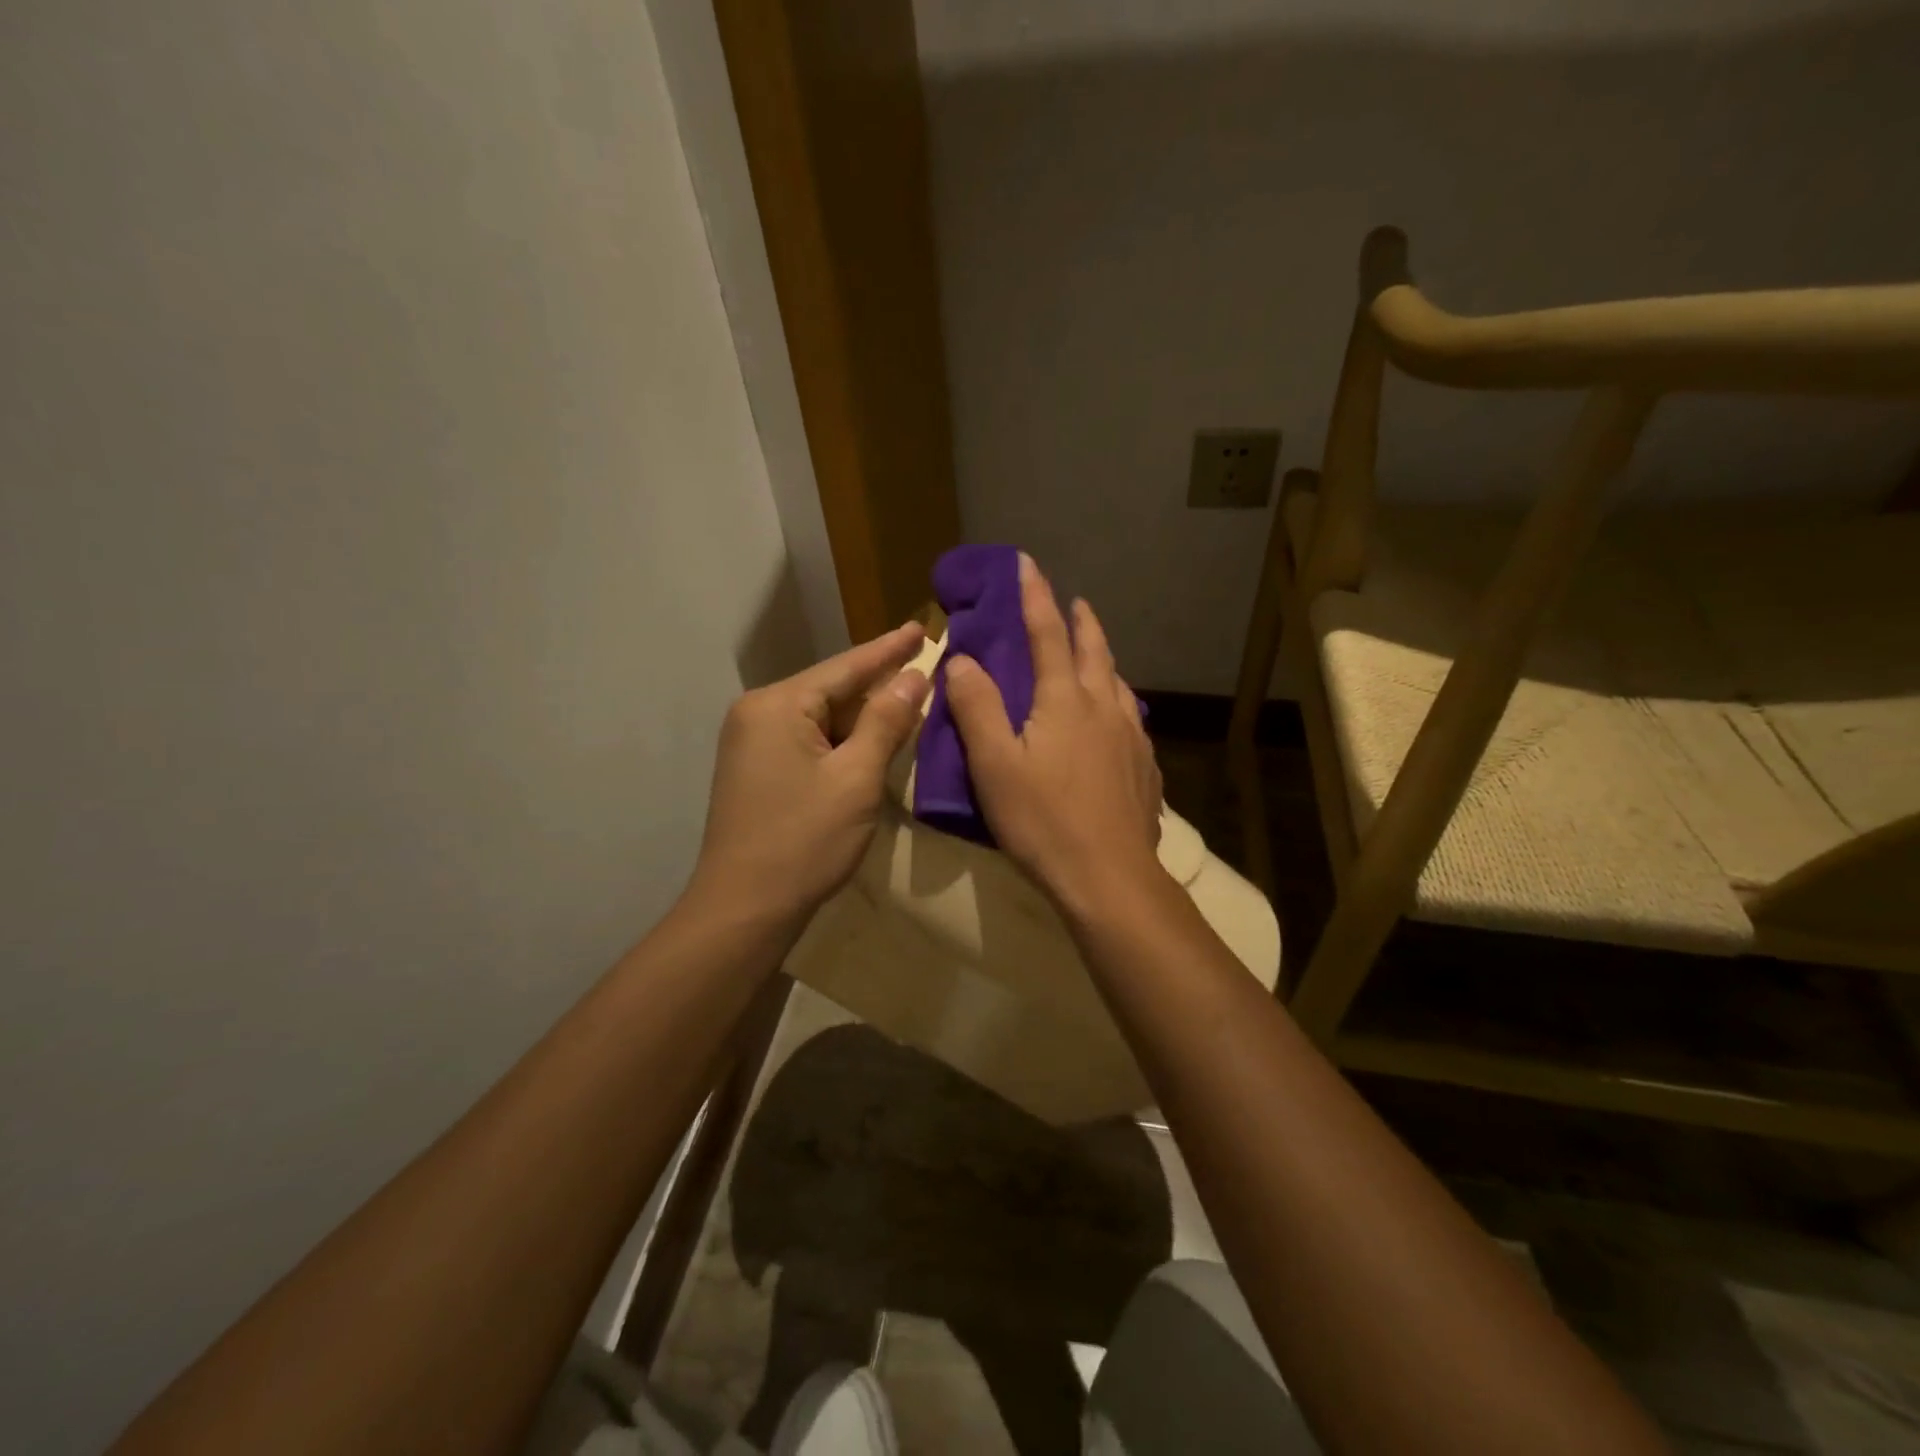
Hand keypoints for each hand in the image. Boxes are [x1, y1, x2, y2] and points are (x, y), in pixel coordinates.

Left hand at [691, 622, 930, 927]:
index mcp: (778, 705)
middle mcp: (758, 713)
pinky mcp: (757, 769)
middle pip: (832, 690)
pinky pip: (809, 740)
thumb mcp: (856, 778)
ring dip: (864, 716)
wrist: (744, 908)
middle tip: (924, 667)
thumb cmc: (804, 841)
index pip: (846, 667)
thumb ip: (886, 722)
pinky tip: (874, 740)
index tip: (923, 627)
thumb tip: (914, 676)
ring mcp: (753, 742)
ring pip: (822, 717)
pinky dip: (843, 741)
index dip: (889, 649)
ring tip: (910, 702)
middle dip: (879, 685)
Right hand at [944, 557, 1165, 915]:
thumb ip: (977, 707)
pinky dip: (1117, 700)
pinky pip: (1131, 718)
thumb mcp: (994, 765)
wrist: (1110, 878)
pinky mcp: (1145, 768)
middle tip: (1075, 601)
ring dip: (1104, 659)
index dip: (1035, 596)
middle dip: (1081, 621)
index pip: (1047, 634)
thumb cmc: (1044, 820)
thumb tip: (963, 659)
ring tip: (1095, 655)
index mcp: (1066, 701)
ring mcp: (1132, 738)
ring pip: (1118, 683)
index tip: (1028, 563)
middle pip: (1095, 651)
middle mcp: (1105, 708)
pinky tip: (1115, 720)